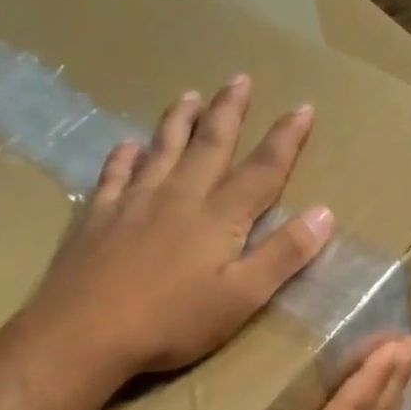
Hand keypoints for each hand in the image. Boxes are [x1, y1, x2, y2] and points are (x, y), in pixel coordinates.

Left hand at [31, 76, 333, 377]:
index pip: (262, 171)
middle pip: (210, 145)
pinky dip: (124, 155)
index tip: (303, 108)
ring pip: (162, 148)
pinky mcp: (99, 215)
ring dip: (179, 121)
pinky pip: (114, 173)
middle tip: (240, 79)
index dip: (285, 140)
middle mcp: (179, 196)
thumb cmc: (173, 321)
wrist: (87, 331)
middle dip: (229, 112)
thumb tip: (323, 213)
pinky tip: (127, 144)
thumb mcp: (242, 297)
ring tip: (190, 95)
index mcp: (219, 217)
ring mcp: (134, 202)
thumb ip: (283, 255)